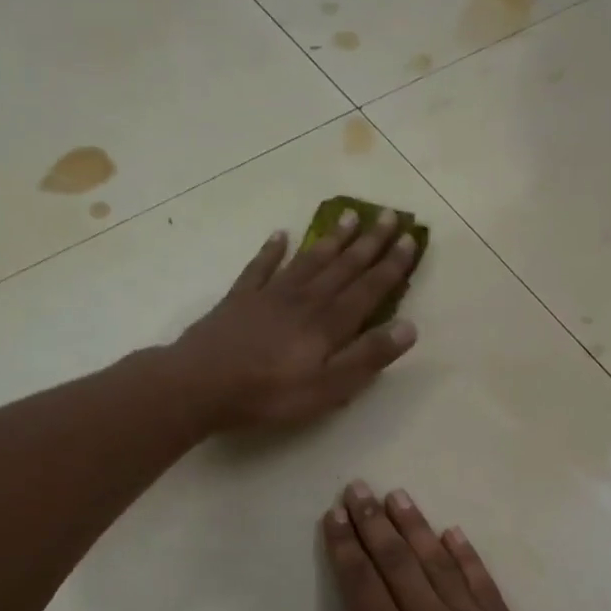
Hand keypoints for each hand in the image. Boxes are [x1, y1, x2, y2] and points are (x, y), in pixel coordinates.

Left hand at [173, 209, 419, 432]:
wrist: (199, 385)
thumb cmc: (269, 394)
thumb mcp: (328, 388)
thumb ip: (367, 357)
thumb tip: (409, 327)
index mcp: (329, 323)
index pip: (369, 288)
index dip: (393, 265)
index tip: (411, 239)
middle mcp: (305, 299)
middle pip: (343, 266)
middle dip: (370, 242)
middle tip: (390, 215)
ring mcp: (270, 295)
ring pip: (308, 260)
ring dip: (332, 239)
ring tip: (350, 216)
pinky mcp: (240, 299)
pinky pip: (260, 267)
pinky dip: (272, 250)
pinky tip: (280, 235)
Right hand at [293, 482, 583, 610]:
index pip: (362, 585)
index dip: (345, 547)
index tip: (334, 515)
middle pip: (398, 562)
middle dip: (374, 523)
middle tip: (359, 488)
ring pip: (440, 564)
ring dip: (416, 527)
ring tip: (398, 496)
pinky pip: (485, 585)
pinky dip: (468, 556)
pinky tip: (455, 534)